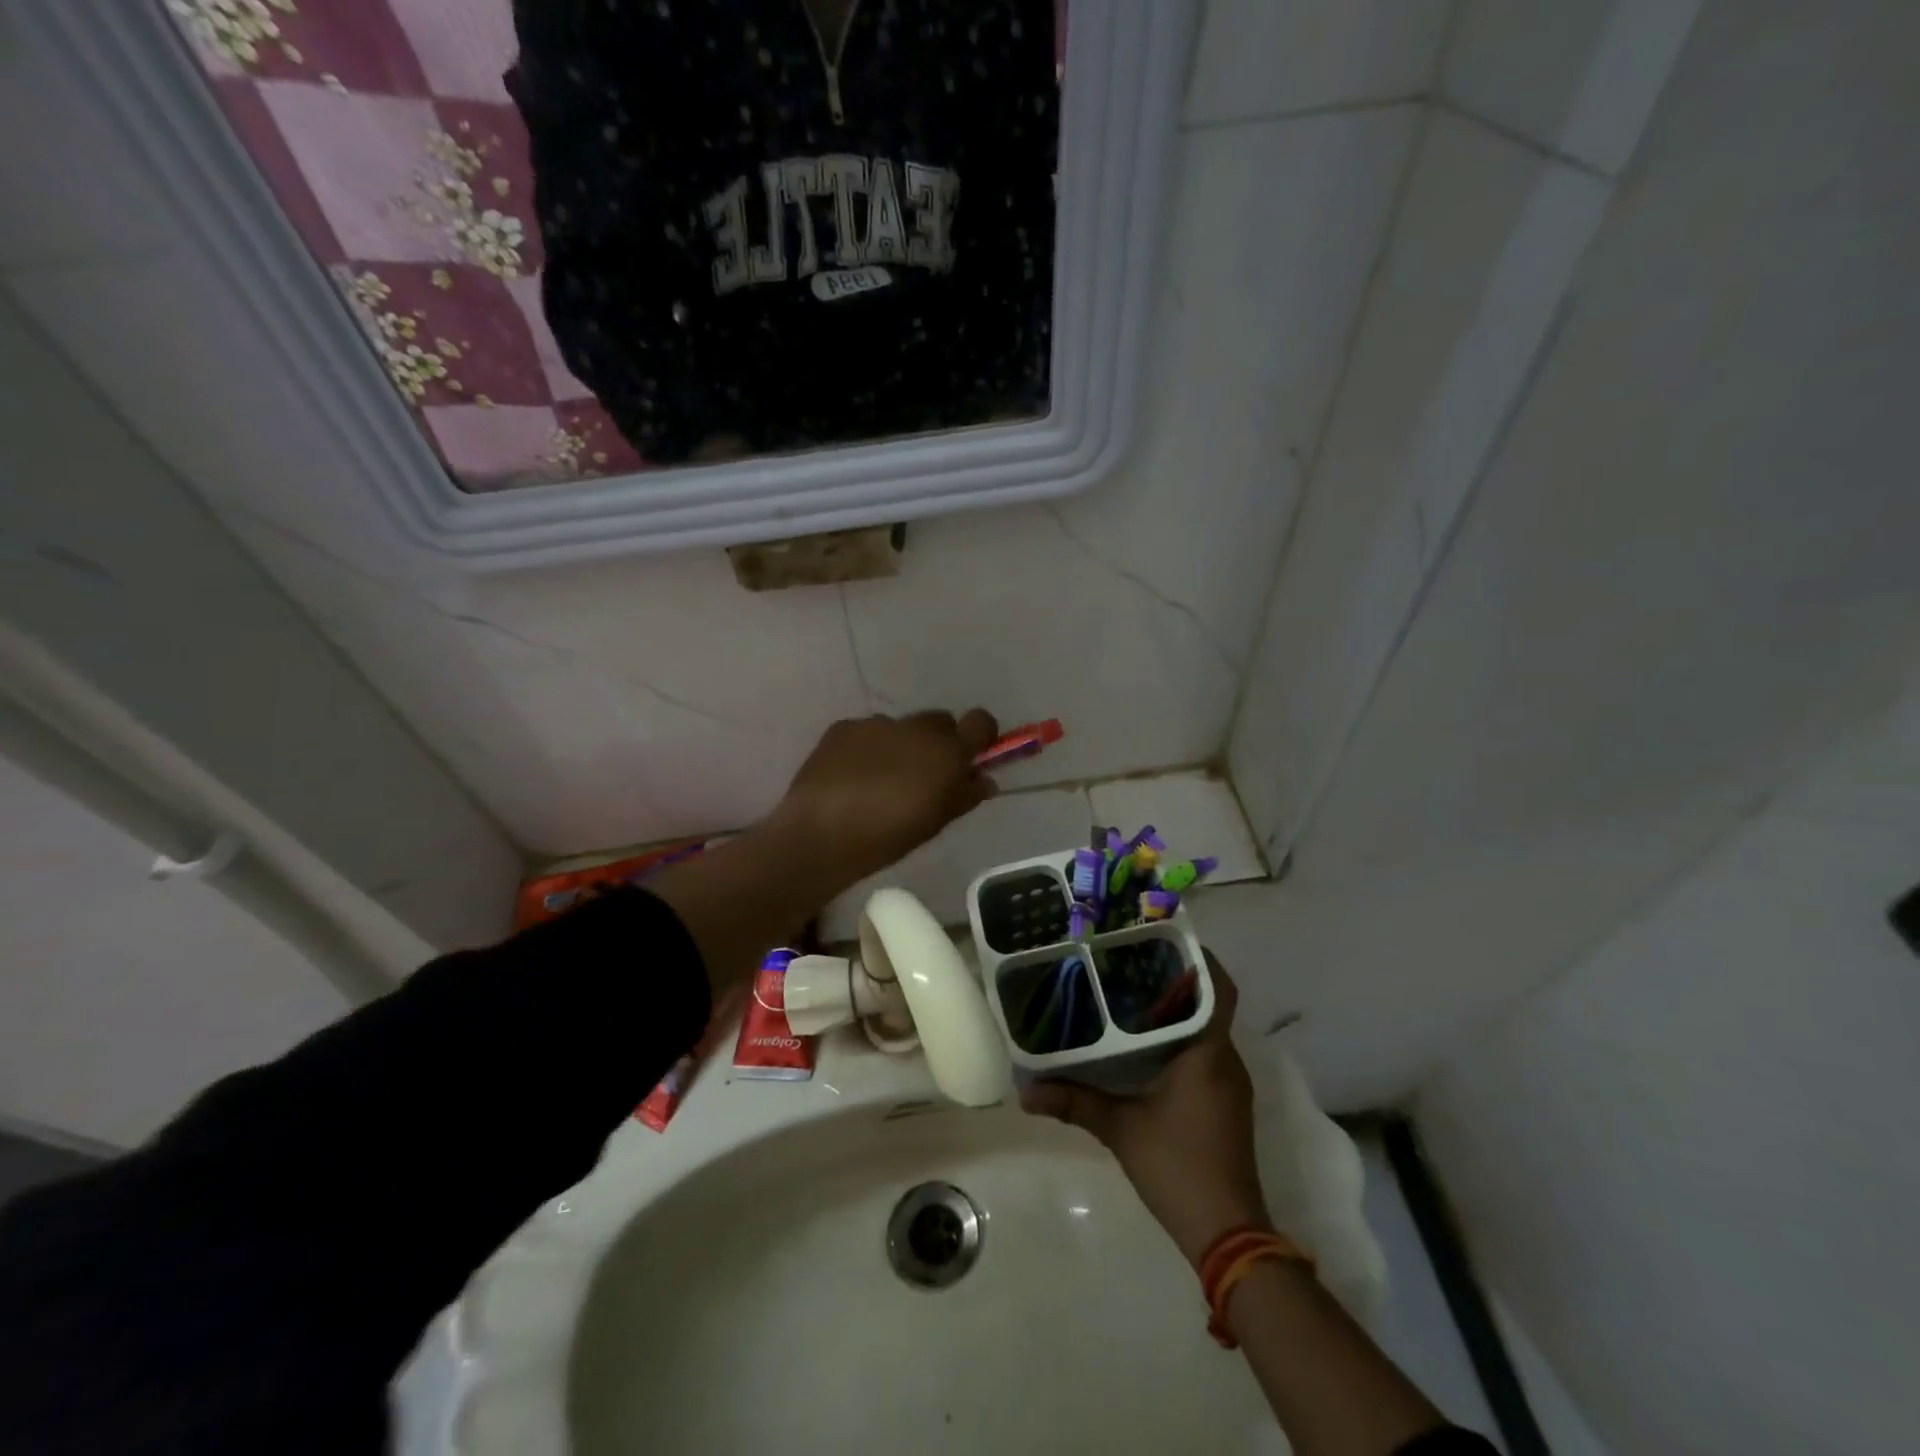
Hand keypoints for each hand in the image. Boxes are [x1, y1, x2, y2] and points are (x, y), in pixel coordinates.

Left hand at [769, 710, 1000, 889]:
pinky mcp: (843, 727)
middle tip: (923, 776)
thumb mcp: (935, 823)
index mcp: (945, 750)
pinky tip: (852, 778)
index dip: (979, 735)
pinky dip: (867, 749)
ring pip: (901, 728)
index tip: (971, 755)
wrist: (820, 835)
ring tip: (880, 781)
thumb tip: (983, 779)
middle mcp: (914, 727)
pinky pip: (867, 732)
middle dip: (938, 743)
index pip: (980, 721)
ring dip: (900, 746)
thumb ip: (964, 795)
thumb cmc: (887, 836)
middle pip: (939, 722)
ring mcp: (876, 723)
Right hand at [1022, 956, 1269, 1266]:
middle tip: (1129, 960)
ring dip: (1176, 1010)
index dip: (1198, 958)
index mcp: (1209, 1052)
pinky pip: (1205, 1052)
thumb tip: (1025, 1091)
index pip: (1217, 988)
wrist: (1229, 1234)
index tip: (1162, 939)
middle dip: (1175, 979)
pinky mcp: (1225, 1103)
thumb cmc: (1178, 1167)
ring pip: (1206, 1028)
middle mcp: (1226, 1059)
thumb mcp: (1120, 1130)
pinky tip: (1144, 1044)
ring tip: (1129, 992)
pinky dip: (1180, 1038)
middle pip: (1208, 1003)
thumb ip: (1074, 1102)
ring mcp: (1229, 1083)